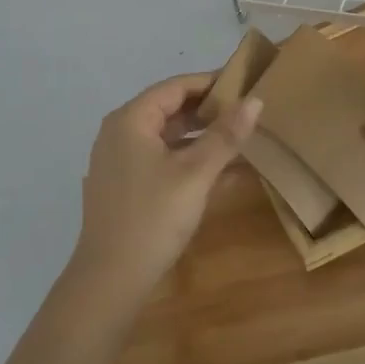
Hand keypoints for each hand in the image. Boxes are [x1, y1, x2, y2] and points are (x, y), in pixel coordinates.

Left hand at [68, 73, 260, 309]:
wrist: (110, 281)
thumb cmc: (153, 218)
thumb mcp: (196, 173)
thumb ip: (225, 135)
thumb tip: (255, 100)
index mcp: (130, 120)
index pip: (176, 87)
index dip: (211, 83)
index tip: (245, 85)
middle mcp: (119, 132)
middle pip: (169, 108)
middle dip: (207, 110)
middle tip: (246, 112)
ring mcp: (118, 160)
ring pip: (166, 136)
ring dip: (200, 136)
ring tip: (237, 138)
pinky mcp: (123, 185)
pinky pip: (160, 158)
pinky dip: (187, 159)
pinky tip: (218, 171)